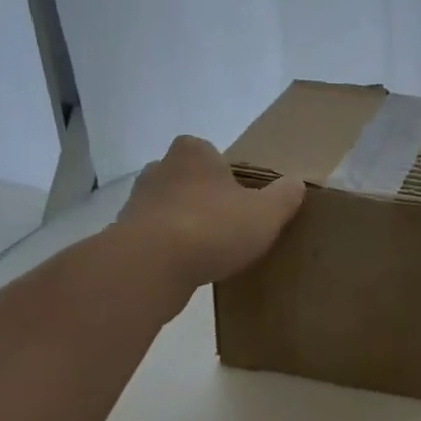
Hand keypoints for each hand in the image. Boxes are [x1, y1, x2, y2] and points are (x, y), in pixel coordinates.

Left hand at [116, 135, 306, 291]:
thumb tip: (295, 183)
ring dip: (187, 224)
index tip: (243, 200)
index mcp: (193, 152)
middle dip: (205, 198)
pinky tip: (187, 267)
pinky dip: (170, 249)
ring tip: (210, 251)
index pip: (211, 153)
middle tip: (230, 225)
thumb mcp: (266, 212)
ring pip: (170, 208)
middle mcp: (159, 168)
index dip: (228, 175)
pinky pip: (155, 237)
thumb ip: (285, 196)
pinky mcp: (125, 234)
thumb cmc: (213, 227)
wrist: (151, 265)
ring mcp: (137, 201)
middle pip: (189, 180)